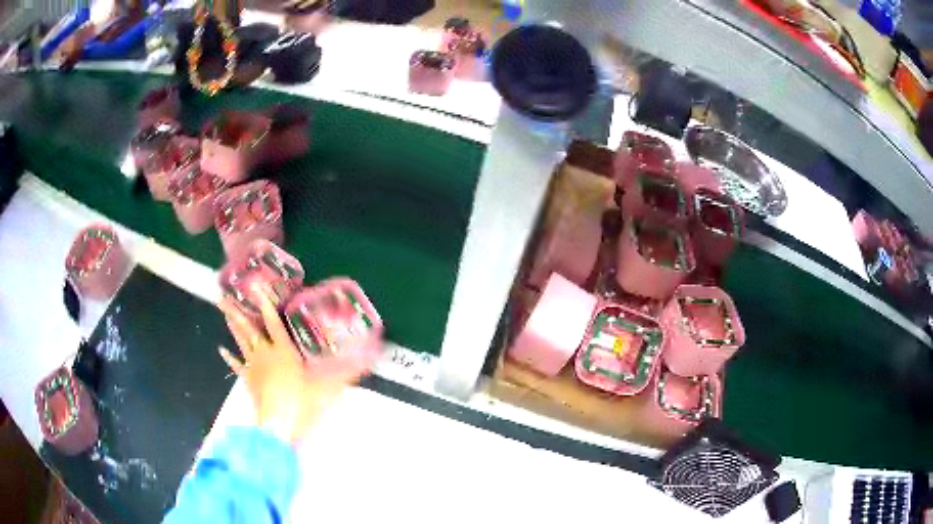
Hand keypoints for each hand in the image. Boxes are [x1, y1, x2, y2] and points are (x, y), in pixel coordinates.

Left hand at [218, 283, 371, 443]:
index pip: (273, 321)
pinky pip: (236, 365)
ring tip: (222, 308)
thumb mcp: (327, 388)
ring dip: (231, 324)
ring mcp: (253, 367)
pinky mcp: (248, 380)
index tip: (255, 285)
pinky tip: (221, 349)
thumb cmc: (301, 403)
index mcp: (283, 350)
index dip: (265, 302)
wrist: (278, 425)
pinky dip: (228, 357)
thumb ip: (346, 374)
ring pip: (240, 341)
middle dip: (236, 310)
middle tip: (223, 295)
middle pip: (248, 328)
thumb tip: (368, 362)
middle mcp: (265, 353)